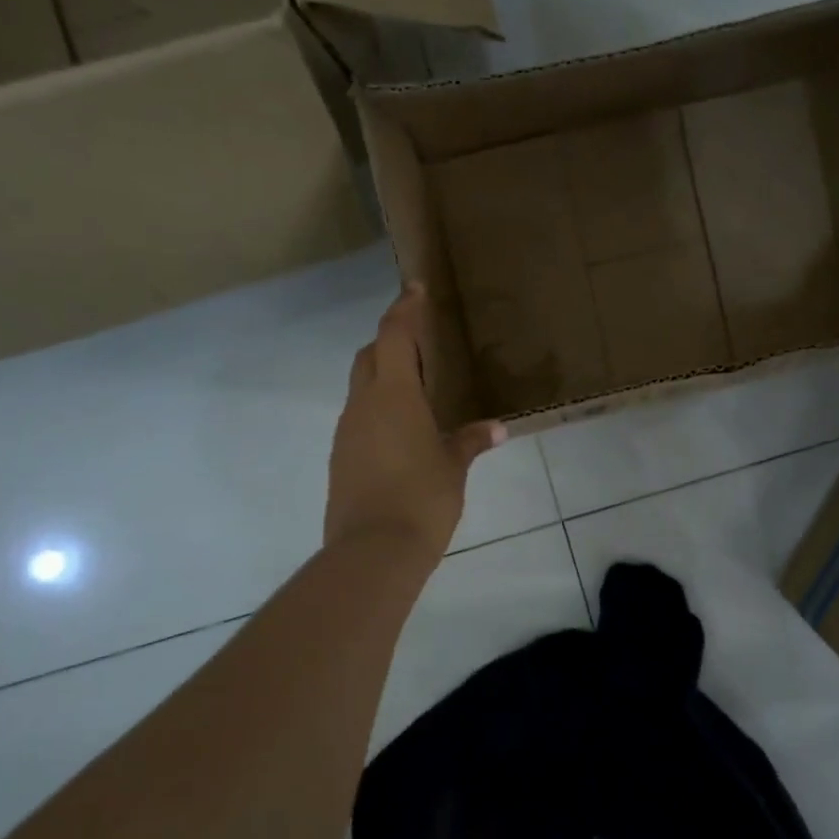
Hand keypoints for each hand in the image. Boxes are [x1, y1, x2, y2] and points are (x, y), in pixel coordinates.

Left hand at [326, 283, 505, 558]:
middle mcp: (363, 404)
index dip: (404, 308)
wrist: (373, 551)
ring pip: (360, 386)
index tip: (414, 287)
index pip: (394, 335)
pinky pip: (358, 417)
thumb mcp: (454, 467)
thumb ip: (472, 440)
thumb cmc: (422, 498)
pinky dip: (377, 408)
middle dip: (390, 341)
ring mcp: (347, 431)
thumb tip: (498, 429)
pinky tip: (401, 430)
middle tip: (419, 343)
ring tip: (416, 389)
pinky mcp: (341, 457)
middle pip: (369, 355)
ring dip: (382, 376)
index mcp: (394, 395)